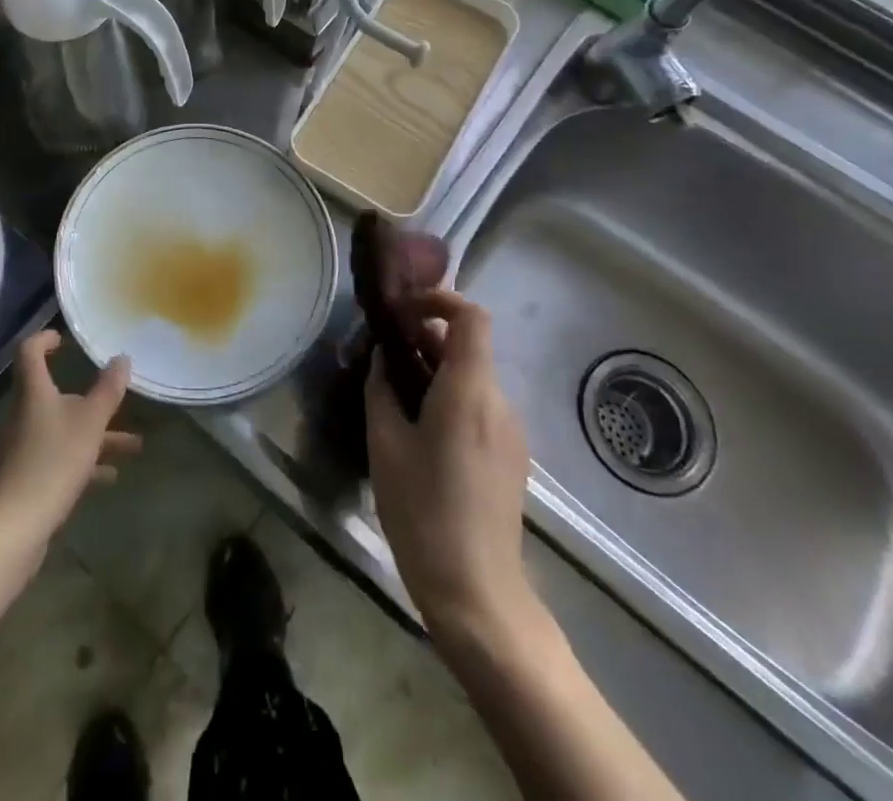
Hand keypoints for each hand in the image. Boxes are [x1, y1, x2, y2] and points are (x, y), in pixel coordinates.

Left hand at [0, 330, 141, 541]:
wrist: (12, 528)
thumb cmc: (52, 462)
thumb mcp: (90, 423)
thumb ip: (108, 391)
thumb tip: (121, 358)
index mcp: (34, 393)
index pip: (30, 352)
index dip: (45, 340)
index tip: (65, 339)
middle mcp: (24, 415)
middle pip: (55, 395)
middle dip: (90, 399)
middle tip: (117, 399)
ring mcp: (23, 449)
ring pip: (63, 430)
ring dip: (96, 435)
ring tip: (133, 446)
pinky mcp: (26, 479)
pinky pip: (59, 459)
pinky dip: (84, 462)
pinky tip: (109, 477)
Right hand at [365, 291, 537, 642]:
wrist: (477, 592)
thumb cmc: (423, 512)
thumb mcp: (386, 444)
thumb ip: (381, 388)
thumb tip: (382, 355)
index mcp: (469, 391)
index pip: (471, 317)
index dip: (440, 299)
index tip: (403, 309)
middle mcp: (498, 401)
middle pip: (470, 346)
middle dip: (427, 338)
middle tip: (384, 352)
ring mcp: (511, 430)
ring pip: (474, 377)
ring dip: (437, 370)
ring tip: (396, 392)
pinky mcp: (512, 456)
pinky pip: (480, 406)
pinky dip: (451, 397)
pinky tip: (421, 429)